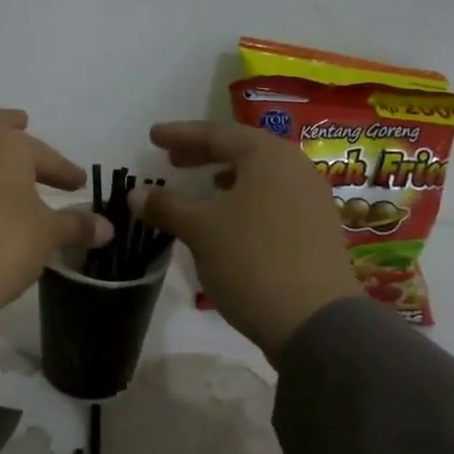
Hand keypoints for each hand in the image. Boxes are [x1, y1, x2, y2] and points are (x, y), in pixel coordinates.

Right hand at [130, 120, 359, 360]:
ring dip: (226, 177)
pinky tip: (230, 218)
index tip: (153, 136)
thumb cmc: (251, 261)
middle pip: (242, 151)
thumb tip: (136, 193)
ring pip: (260, 176)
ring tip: (202, 186)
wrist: (314, 320)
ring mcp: (312, 198)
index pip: (217, 133)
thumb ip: (166, 205)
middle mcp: (295, 168)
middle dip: (204, 153)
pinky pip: (273, 199)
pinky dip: (245, 199)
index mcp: (268, 156)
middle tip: (172, 160)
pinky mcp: (317, 228)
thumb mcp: (200, 230)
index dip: (181, 134)